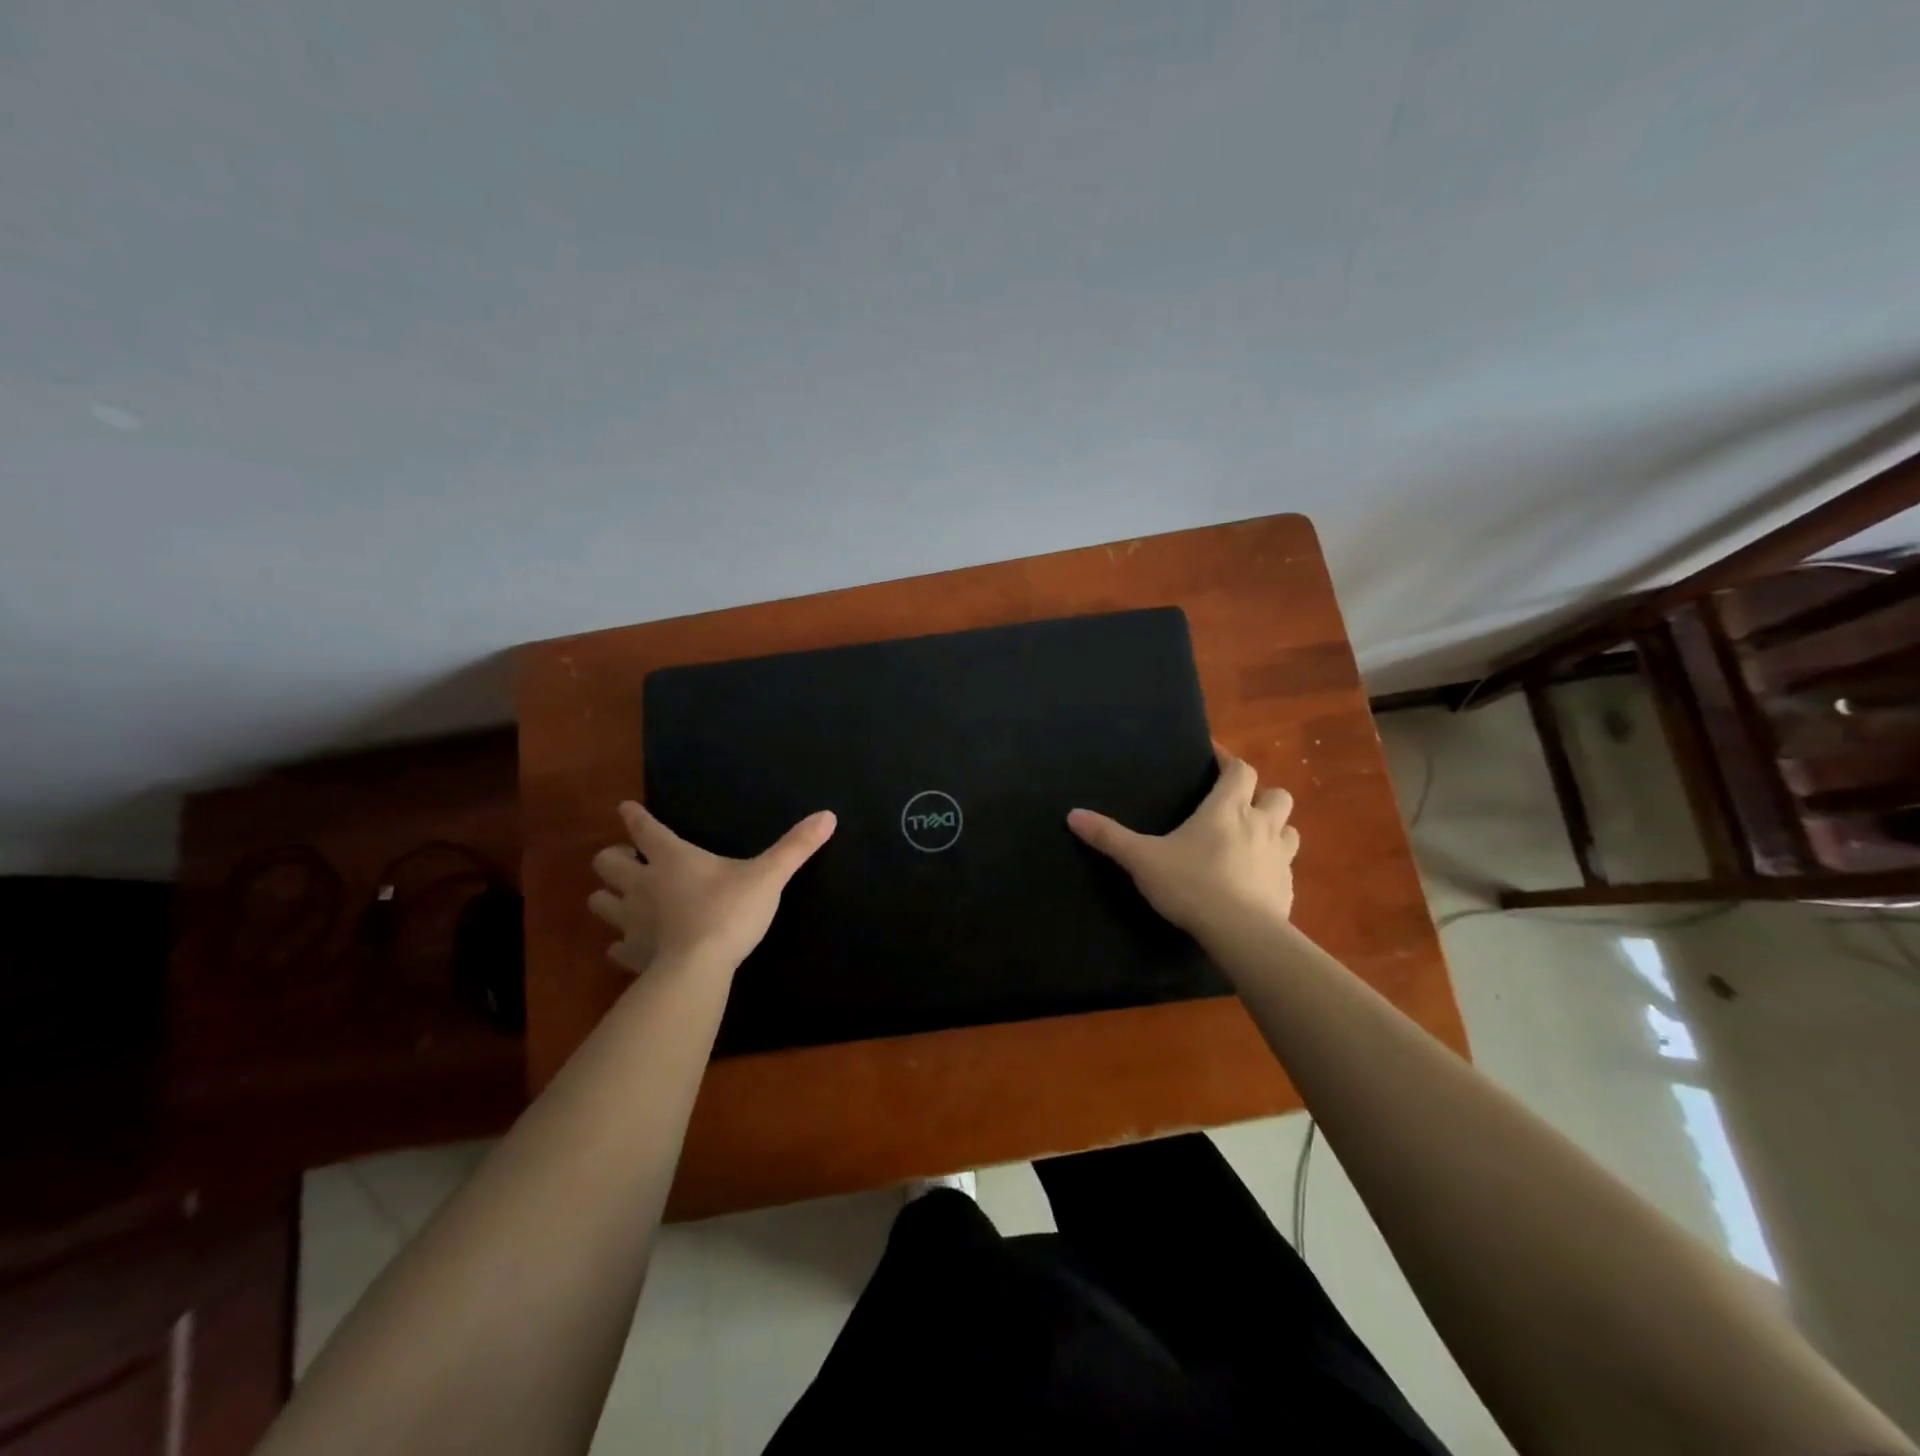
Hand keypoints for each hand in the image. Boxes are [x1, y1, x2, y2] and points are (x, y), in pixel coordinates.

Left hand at [589, 802, 835, 972]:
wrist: (697, 969)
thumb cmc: (729, 912)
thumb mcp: (769, 876)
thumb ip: (796, 847)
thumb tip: (828, 815)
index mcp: (672, 858)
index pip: (644, 828)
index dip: (633, 817)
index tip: (624, 808)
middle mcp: (642, 884)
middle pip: (607, 864)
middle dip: (612, 859)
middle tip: (628, 861)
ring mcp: (631, 921)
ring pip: (599, 903)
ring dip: (608, 898)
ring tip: (622, 900)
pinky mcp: (630, 954)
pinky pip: (614, 947)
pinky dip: (620, 943)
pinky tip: (630, 946)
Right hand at [1067, 745, 1298, 937]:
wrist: (1241, 934)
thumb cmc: (1191, 885)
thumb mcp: (1142, 860)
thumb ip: (1109, 837)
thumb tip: (1072, 815)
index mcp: (1227, 810)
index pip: (1239, 770)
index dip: (1229, 761)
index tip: (1215, 758)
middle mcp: (1261, 825)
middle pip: (1277, 795)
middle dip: (1262, 794)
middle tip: (1238, 804)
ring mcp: (1280, 858)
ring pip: (1290, 829)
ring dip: (1275, 828)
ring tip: (1252, 838)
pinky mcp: (1288, 888)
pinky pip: (1287, 867)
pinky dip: (1274, 865)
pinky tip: (1255, 879)